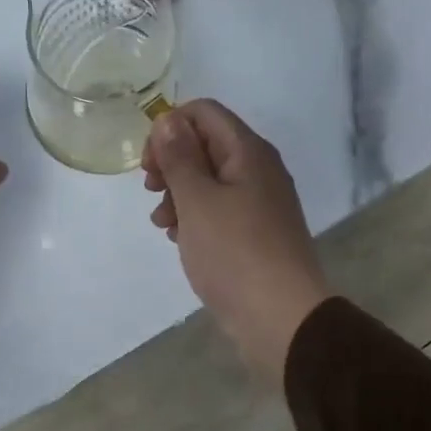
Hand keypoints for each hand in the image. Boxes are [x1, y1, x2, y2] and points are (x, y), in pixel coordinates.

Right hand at [141, 100, 332, 381]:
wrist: (281, 318)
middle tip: (151, 191)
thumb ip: (179, 157)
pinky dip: (195, 217)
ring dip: (178, 194)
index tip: (149, 163)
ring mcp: (259, 203)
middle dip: (171, 163)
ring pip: (209, 180)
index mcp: (248, 152)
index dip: (169, 128)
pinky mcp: (255, 233)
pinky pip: (218, 210)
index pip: (204, 112)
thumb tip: (168, 119)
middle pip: (205, 145)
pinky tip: (181, 239)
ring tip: (163, 224)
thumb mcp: (197, 200)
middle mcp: (258, 169)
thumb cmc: (234, 253)